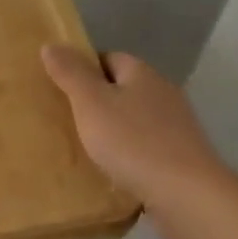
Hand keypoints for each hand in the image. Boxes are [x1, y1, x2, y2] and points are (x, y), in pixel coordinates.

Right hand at [42, 45, 223, 219]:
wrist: (186, 194)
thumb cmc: (133, 142)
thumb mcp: (91, 103)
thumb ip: (71, 74)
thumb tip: (51, 44)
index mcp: (142, 74)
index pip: (108, 58)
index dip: (83, 70)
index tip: (60, 89)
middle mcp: (163, 94)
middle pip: (122, 89)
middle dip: (96, 102)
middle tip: (65, 120)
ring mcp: (176, 127)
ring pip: (134, 121)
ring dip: (112, 132)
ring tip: (83, 150)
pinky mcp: (181, 158)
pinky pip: (146, 149)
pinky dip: (128, 156)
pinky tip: (111, 172)